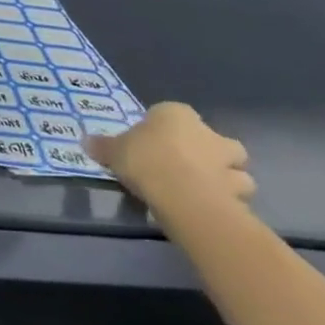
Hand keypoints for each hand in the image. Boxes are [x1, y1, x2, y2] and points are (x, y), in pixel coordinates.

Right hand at [85, 102, 254, 221]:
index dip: (164, 130)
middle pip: (216, 141)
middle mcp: (208, 132)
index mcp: (176, 114)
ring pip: (236, 170)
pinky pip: (235, 196)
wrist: (183, 195)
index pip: (172, 115)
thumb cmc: (145, 160)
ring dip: (225, 180)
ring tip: (203, 193)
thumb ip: (103, 146)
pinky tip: (209, 210)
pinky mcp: (239, 192)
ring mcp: (228, 163)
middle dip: (210, 153)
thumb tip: (86, 141)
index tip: (152, 146)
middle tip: (189, 168)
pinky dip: (227, 202)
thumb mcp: (114, 151)